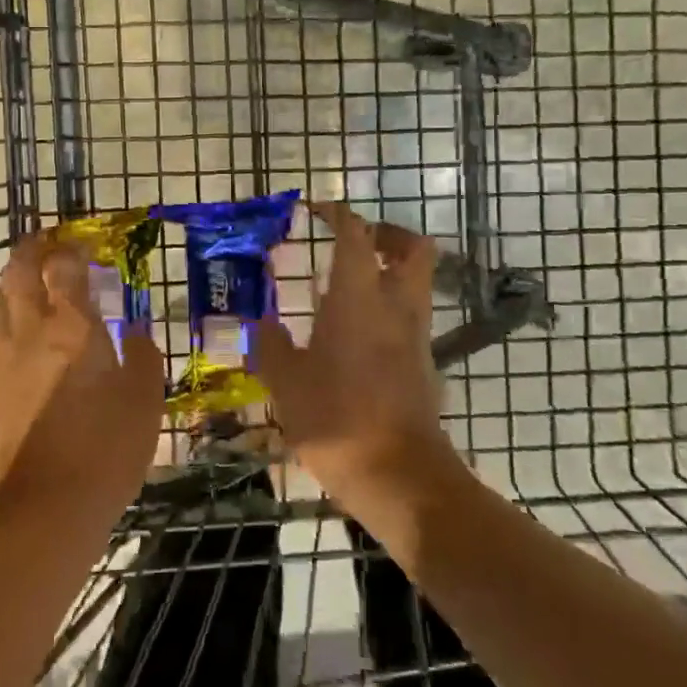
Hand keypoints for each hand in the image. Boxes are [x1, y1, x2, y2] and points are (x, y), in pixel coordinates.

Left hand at [0, 233, 163, 528]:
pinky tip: (14, 337)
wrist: (47, 508)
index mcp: (73, 328)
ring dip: (11, 283)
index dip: (70, 249)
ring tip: (27, 286)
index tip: (82, 246)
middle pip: (19, 272)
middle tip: (46, 246)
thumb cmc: (107, 449)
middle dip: (31, 250)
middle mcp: (29, 332)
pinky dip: (0, 322)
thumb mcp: (145, 401)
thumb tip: (138, 331)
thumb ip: (144, 357)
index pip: (63, 268)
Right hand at [250, 202, 458, 508]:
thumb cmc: (337, 418)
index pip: (355, 235)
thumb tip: (262, 323)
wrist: (399, 475)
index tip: (317, 210)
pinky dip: (391, 309)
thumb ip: (271, 345)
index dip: (338, 214)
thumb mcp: (286, 382)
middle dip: (386, 234)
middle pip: (413, 248)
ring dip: (391, 271)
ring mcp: (416, 335)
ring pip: (417, 282)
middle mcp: (395, 306)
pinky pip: (412, 317)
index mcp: (358, 298)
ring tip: (350, 287)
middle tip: (353, 242)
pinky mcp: (425, 363)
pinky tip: (358, 336)